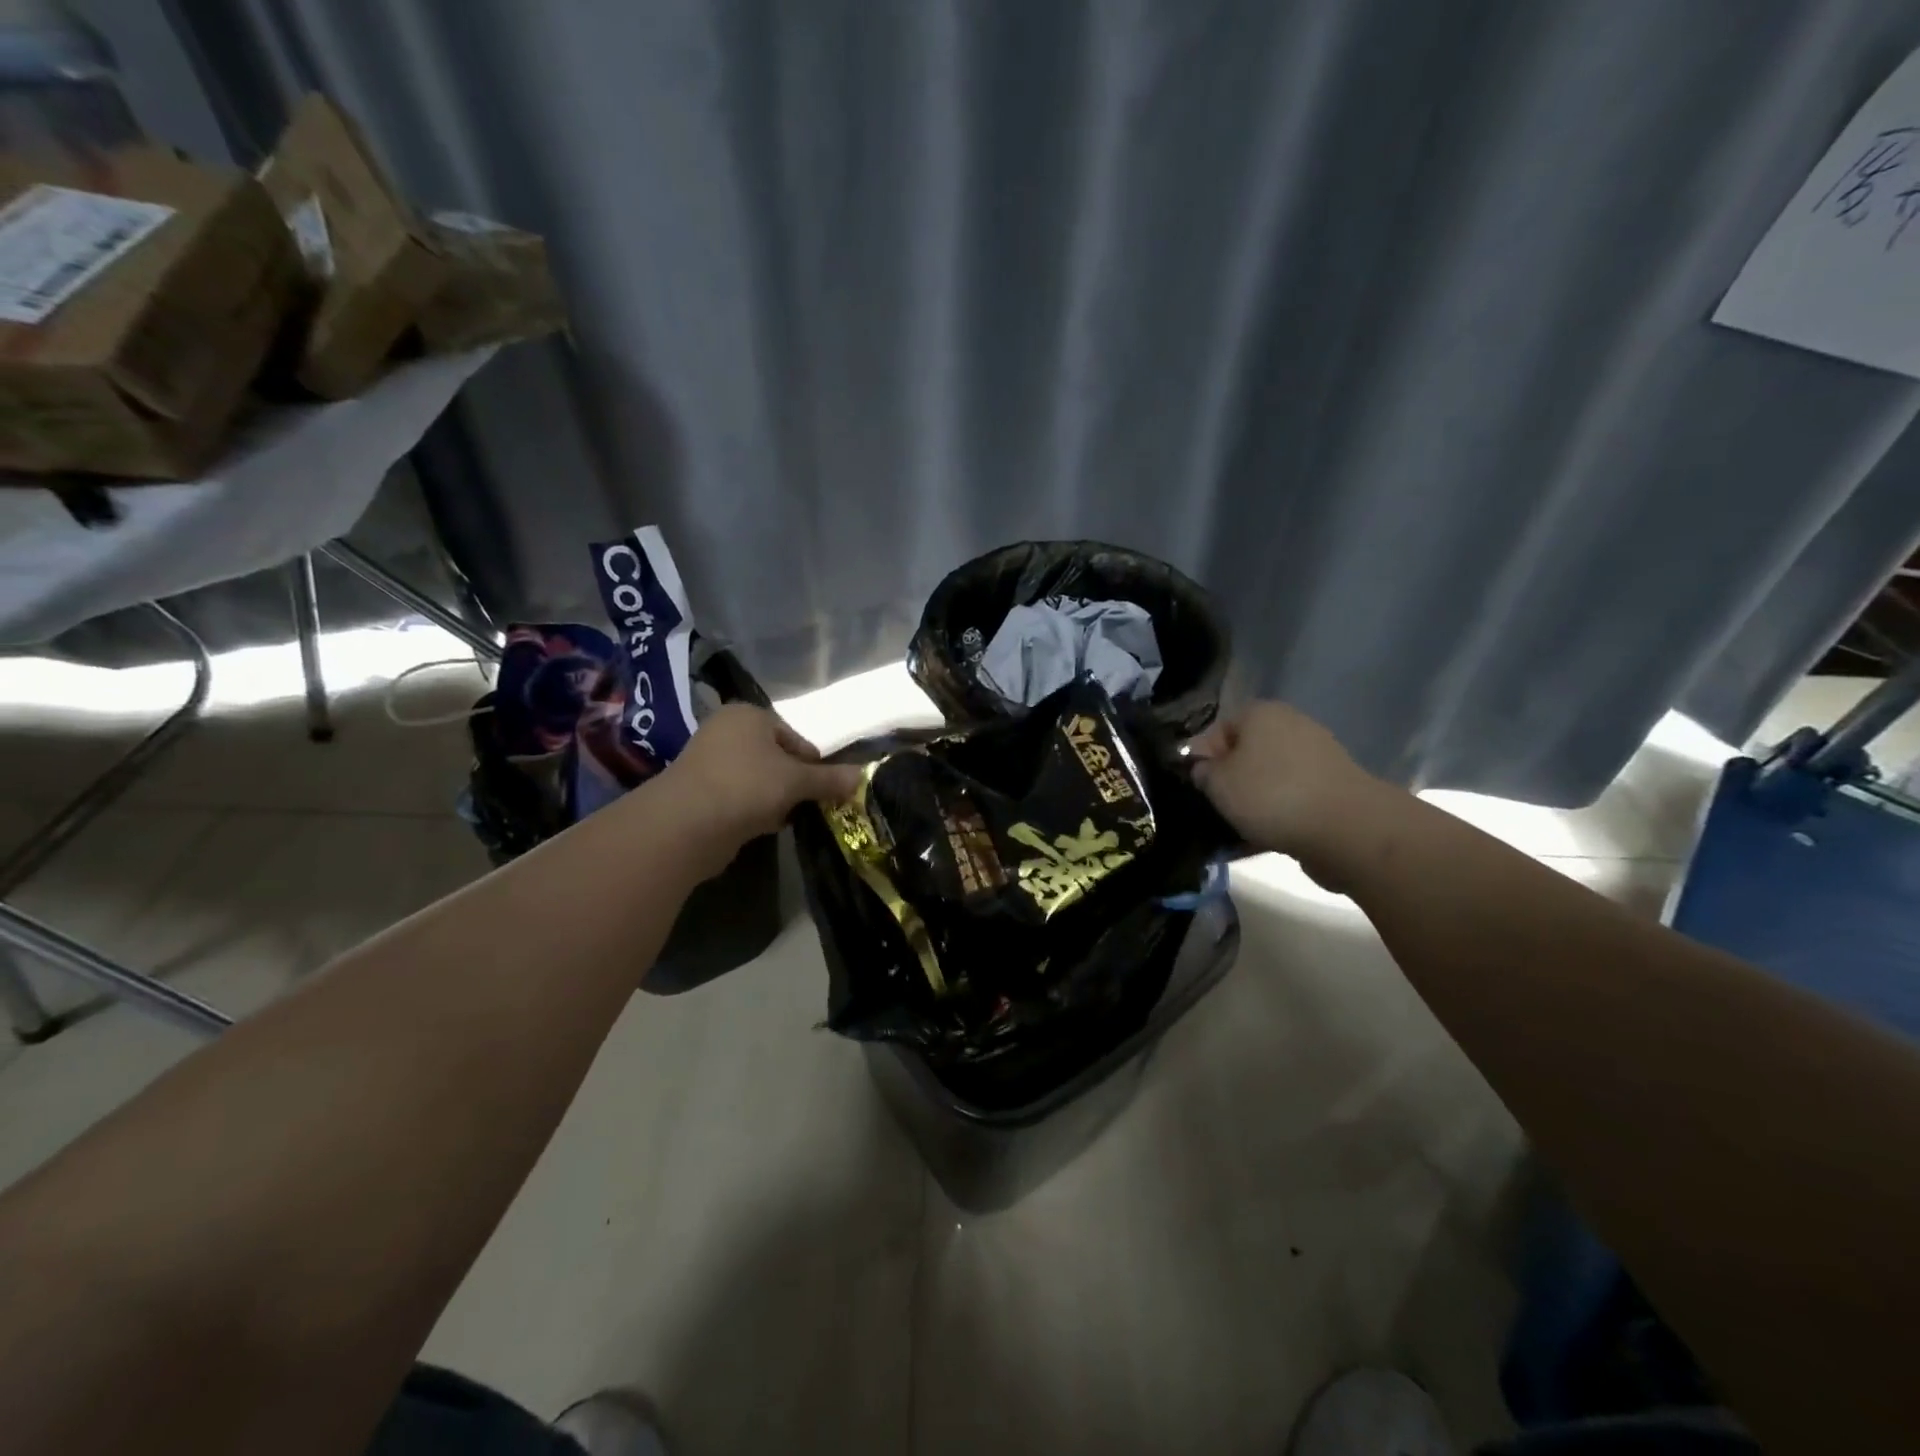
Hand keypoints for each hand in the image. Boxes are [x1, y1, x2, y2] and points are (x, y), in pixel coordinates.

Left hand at [659, 704, 862, 857]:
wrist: (686, 824)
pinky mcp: (699, 793)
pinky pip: (738, 797)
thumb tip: (862, 776)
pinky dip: (752, 810)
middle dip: (793, 782)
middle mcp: (725, 731)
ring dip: (774, 798)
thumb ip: (829, 779)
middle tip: (806, 804)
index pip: (795, 737)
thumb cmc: (747, 786)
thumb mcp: (797, 780)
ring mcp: (708, 762)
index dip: (812, 763)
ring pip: (757, 780)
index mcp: (748, 715)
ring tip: (784, 817)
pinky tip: (760, 826)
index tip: (823, 788)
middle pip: (775, 757)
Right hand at [1186, 701, 1382, 863]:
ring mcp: (1318, 754)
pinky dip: (1279, 812)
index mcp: (1260, 713)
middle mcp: (1291, 724)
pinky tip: (1267, 836)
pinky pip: (1293, 796)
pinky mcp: (1334, 785)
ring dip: (1254, 798)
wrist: (1347, 828)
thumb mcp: (1217, 783)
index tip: (1196, 786)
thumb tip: (1205, 769)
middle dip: (1230, 779)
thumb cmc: (1270, 795)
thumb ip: (1202, 772)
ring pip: (1270, 776)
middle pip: (1247, 752)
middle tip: (1217, 807)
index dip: (1201, 757)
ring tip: (1240, 827)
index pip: (1218, 729)